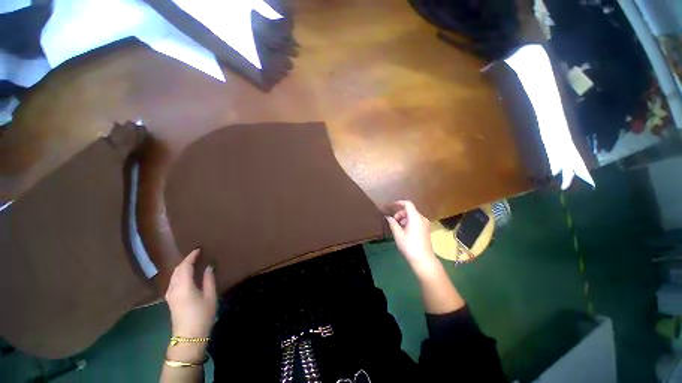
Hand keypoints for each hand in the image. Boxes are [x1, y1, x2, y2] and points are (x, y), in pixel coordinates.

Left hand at [165, 249, 216, 337]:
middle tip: (197, 254)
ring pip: (174, 275)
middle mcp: (173, 288)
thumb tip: (208, 267)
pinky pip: (174, 281)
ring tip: (193, 262)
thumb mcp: (210, 295)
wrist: (188, 336)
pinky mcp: (170, 299)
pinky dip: (180, 274)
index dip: (191, 256)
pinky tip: (187, 274)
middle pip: (177, 270)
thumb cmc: (202, 315)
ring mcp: (170, 294)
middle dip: (186, 260)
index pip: (185, 266)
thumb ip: (208, 279)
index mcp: (183, 286)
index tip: (199, 249)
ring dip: (182, 267)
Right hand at [385, 200, 438, 271]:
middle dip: (400, 214)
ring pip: (412, 216)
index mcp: (415, 217)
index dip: (399, 203)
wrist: (424, 260)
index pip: (408, 204)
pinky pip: (416, 221)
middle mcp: (422, 218)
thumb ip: (392, 223)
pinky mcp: (426, 230)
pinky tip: (404, 231)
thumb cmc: (409, 246)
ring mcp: (425, 224)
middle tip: (393, 222)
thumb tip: (388, 217)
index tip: (391, 206)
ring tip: (397, 228)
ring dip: (404, 219)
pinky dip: (409, 223)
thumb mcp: (398, 234)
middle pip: (409, 210)